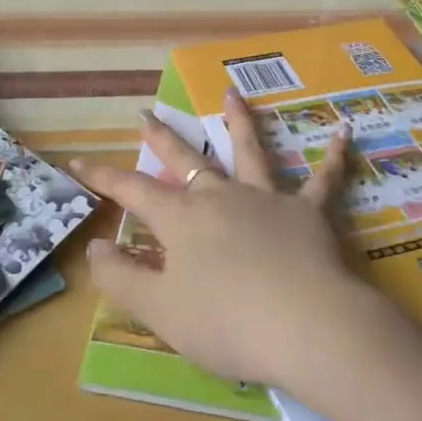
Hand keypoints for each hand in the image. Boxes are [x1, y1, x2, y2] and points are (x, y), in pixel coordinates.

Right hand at [72, 92, 394, 393]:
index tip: (76, 161)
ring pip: (250, 151)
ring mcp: (266, 199)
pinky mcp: (308, 212)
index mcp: (183, 219)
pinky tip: (345, 133)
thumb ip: (122, 277)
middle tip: (147, 113)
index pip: (133, 191)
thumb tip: (95, 245)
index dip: (103, 177)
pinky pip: (322, 180)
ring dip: (240, 121)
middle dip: (163, 138)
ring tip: (233, 93)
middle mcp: (222, 196)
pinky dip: (334, 157)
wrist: (307, 326)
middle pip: (186, 159)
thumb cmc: (226, 323)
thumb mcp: (160, 310)